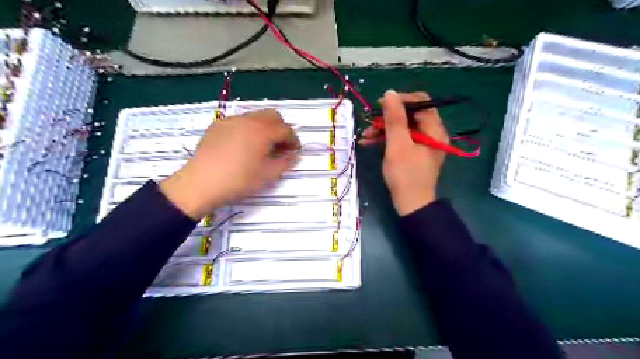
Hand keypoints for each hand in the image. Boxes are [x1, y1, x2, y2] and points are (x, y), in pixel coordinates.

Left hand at [160, 107, 299, 219]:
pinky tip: (242, 146)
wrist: (201, 183)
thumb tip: (294, 154)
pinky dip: (247, 129)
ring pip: (255, 116)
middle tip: (279, 146)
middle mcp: (248, 120)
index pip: (286, 129)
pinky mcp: (217, 125)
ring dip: (264, 128)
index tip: (294, 151)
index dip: (294, 140)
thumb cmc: (239, 180)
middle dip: (280, 129)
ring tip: (260, 146)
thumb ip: (286, 162)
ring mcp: (231, 120)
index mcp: (263, 131)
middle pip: (273, 116)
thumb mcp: (268, 175)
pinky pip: (239, 122)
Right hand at [362, 90, 445, 216]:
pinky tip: (369, 143)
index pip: (420, 102)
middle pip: (409, 114)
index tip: (380, 105)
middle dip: (387, 118)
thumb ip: (394, 118)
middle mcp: (431, 133)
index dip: (400, 100)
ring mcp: (423, 143)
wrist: (411, 204)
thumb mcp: (398, 145)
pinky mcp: (414, 152)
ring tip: (365, 136)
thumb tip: (390, 93)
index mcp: (433, 129)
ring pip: (402, 127)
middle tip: (369, 123)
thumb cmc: (405, 174)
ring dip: (383, 129)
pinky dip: (386, 139)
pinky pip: (401, 139)